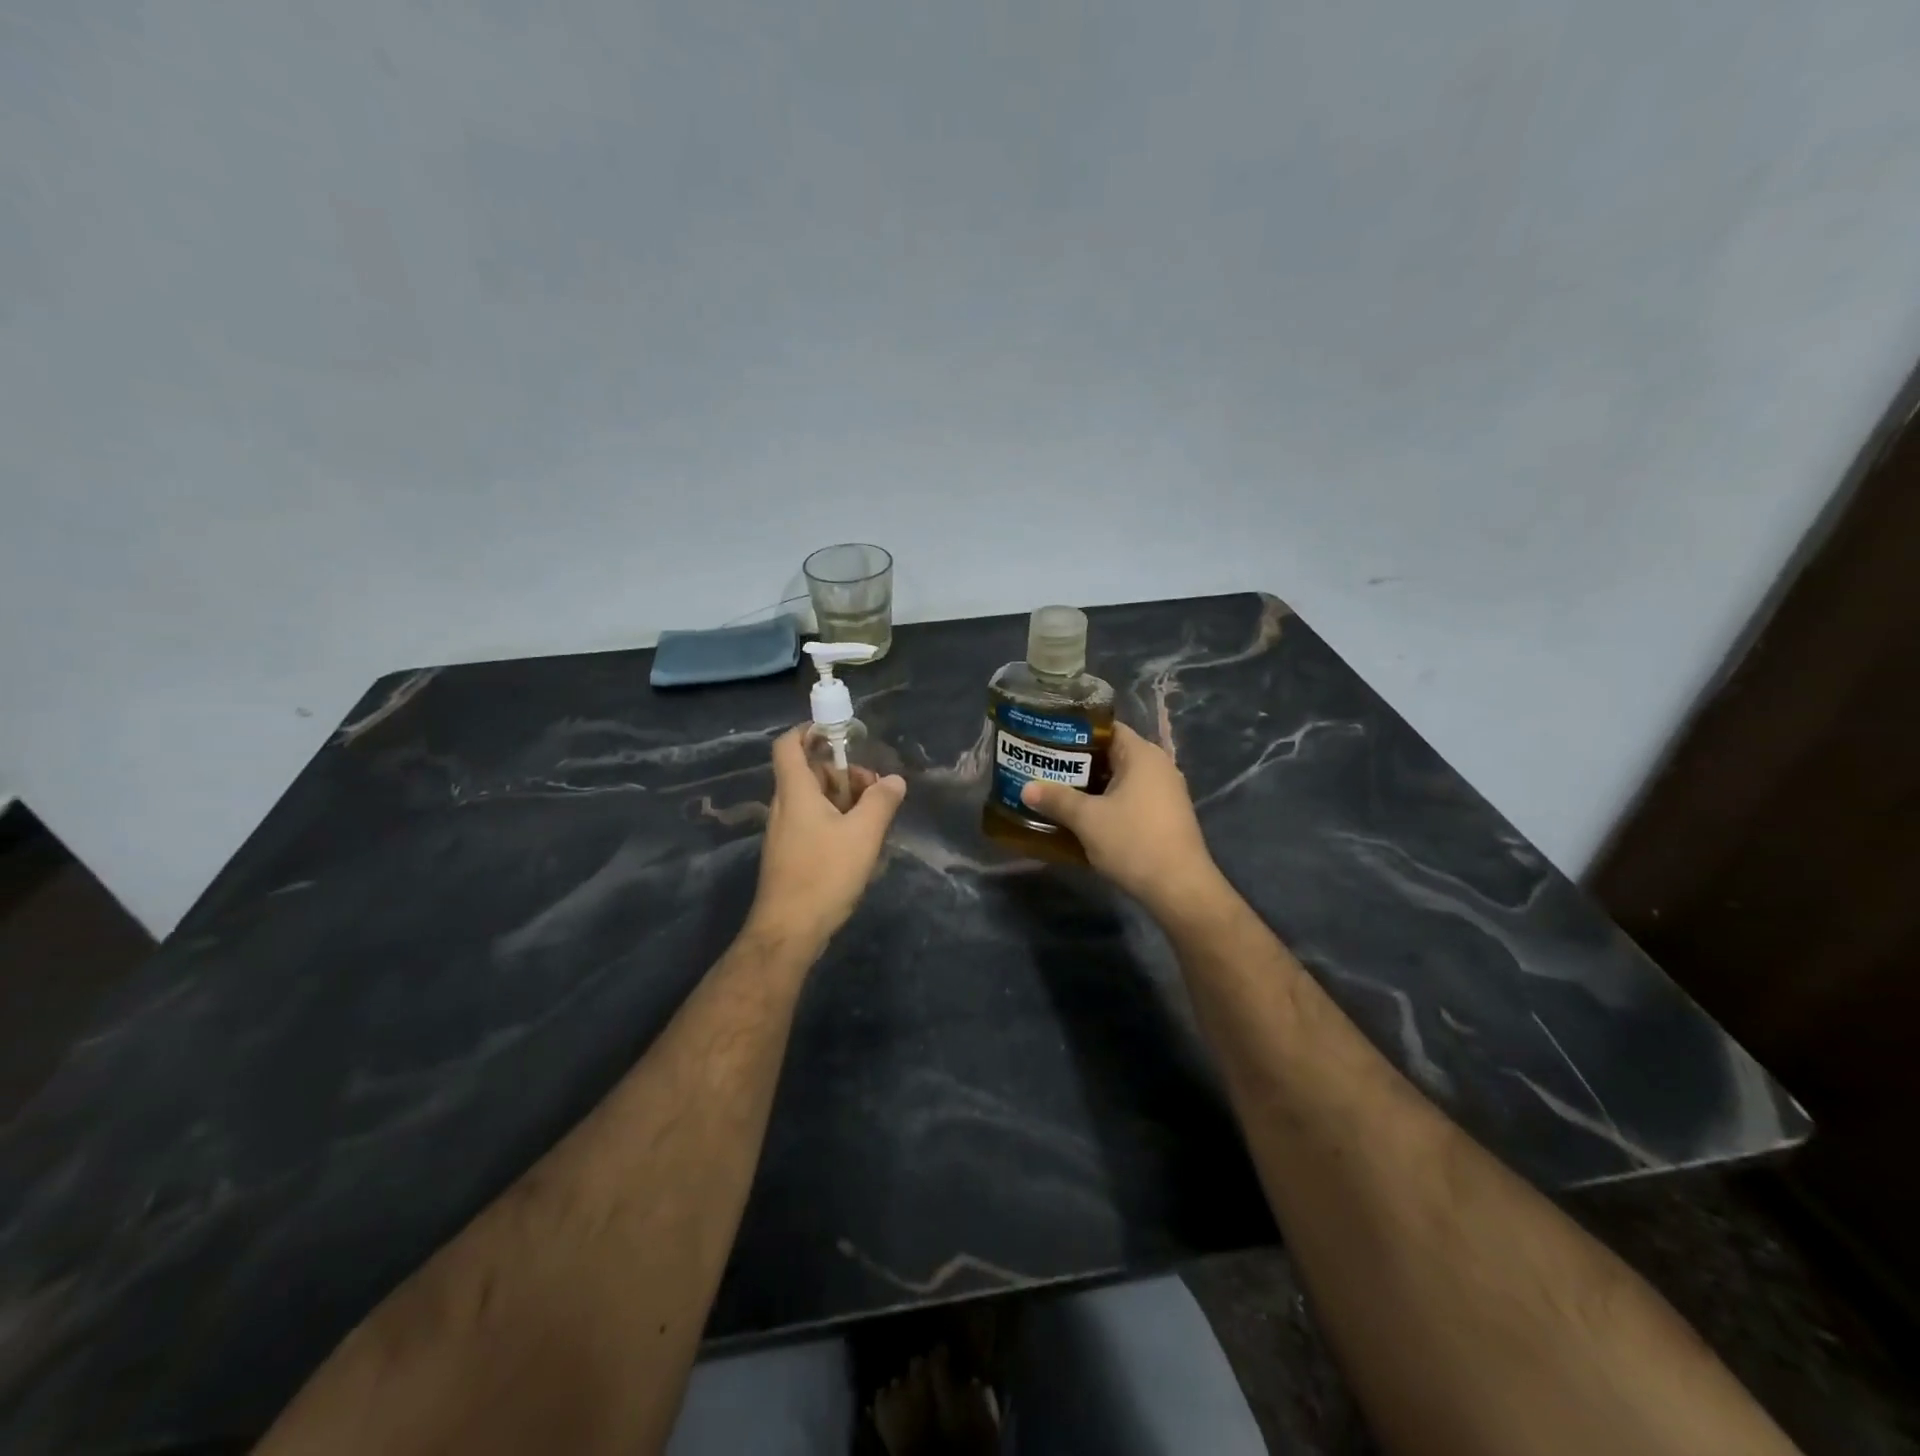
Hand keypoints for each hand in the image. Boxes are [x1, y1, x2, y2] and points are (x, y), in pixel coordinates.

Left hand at [746, 728, 906, 950]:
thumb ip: (881, 801)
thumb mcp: (863, 834)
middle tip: (874, 788)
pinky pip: (813, 823)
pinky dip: (836, 821)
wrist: (788, 931)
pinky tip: (860, 843)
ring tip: (874, 818)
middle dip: (843, 772)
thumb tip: (894, 779)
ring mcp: (784, 833)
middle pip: (809, 772)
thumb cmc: (824, 874)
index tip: (838, 732)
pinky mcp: (789, 855)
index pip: (788, 745)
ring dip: (843, 799)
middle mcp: (784, 807)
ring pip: (813, 800)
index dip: (808, 730)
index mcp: (795, 792)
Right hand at [1019, 722, 1225, 914]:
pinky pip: (1130, 800)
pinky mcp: (1165, 817)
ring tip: (1056, 792)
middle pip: (1111, 754)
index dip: (1075, 732)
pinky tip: (1083, 818)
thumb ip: (1056, 799)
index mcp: (1142, 755)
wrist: (1179, 888)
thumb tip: (1026, 788)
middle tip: (1044, 767)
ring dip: (1091, 787)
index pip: (1106, 728)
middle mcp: (1158, 767)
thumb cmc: (1133, 842)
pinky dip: (1107, 804)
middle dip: (1078, 762)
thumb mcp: (1087, 820)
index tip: (1047, 740)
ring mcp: (1165, 793)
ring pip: (1119, 780)